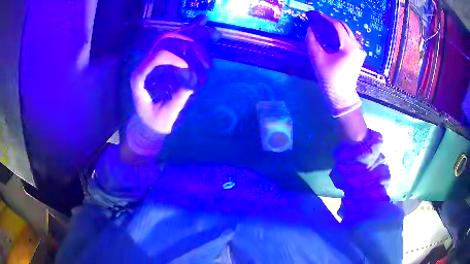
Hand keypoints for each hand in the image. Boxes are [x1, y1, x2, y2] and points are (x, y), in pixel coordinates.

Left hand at [130, 16, 218, 133]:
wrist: (148, 122)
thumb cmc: (155, 121)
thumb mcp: (166, 115)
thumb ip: (179, 97)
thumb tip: (192, 75)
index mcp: (140, 78)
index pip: (157, 56)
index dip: (174, 57)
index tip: (190, 67)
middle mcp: (147, 64)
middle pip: (166, 41)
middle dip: (189, 38)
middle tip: (211, 37)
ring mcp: (154, 61)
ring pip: (172, 38)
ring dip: (192, 31)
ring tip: (208, 25)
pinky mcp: (164, 62)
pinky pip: (177, 44)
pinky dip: (190, 34)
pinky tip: (201, 22)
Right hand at [306, 13, 365, 116]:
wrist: (342, 96)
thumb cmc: (330, 79)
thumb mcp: (318, 59)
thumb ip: (312, 41)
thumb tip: (310, 28)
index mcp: (349, 47)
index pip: (337, 26)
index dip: (325, 18)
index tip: (315, 15)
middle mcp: (357, 46)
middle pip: (344, 27)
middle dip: (331, 22)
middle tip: (318, 20)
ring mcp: (360, 51)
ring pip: (347, 33)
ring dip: (335, 28)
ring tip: (323, 28)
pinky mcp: (358, 55)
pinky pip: (349, 39)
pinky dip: (340, 35)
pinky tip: (331, 37)